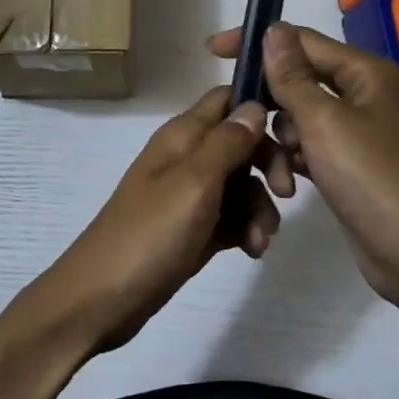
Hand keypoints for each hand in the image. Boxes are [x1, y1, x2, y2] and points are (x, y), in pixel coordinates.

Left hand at [22, 88, 288, 353]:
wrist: (103, 299)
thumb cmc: (149, 235)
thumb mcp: (193, 183)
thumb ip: (226, 143)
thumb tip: (254, 105)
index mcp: (182, 137)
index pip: (227, 99)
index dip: (261, 106)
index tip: (296, 129)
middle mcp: (186, 159)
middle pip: (242, 144)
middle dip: (269, 165)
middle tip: (285, 194)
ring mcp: (189, 197)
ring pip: (242, 186)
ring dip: (259, 209)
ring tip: (259, 241)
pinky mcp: (193, 230)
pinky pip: (232, 218)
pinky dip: (246, 230)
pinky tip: (251, 251)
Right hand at [208, 23, 398, 307]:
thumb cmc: (369, 177)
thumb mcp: (323, 121)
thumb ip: (292, 76)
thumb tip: (274, 29)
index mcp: (366, 72)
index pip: (302, 41)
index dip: (259, 43)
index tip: (214, 52)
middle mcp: (364, 94)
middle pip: (300, 81)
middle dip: (270, 103)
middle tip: (241, 124)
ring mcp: (359, 131)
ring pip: (300, 118)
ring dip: (281, 141)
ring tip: (277, 173)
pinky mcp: (350, 163)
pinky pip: (310, 147)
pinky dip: (294, 160)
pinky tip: (287, 184)